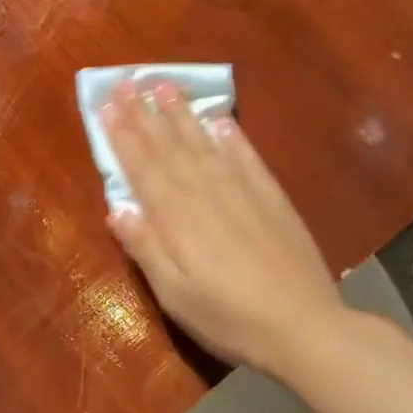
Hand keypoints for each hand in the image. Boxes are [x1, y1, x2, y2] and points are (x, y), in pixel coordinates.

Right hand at [101, 79, 346, 371]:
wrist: (305, 329)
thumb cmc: (229, 318)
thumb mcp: (175, 295)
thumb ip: (146, 249)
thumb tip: (115, 209)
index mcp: (178, 220)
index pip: (143, 169)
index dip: (123, 136)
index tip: (107, 105)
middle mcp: (207, 196)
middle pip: (170, 149)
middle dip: (145, 114)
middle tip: (127, 82)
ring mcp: (243, 195)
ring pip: (205, 146)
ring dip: (182, 115)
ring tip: (164, 86)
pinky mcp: (273, 201)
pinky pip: (247, 159)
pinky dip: (231, 138)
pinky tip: (219, 120)